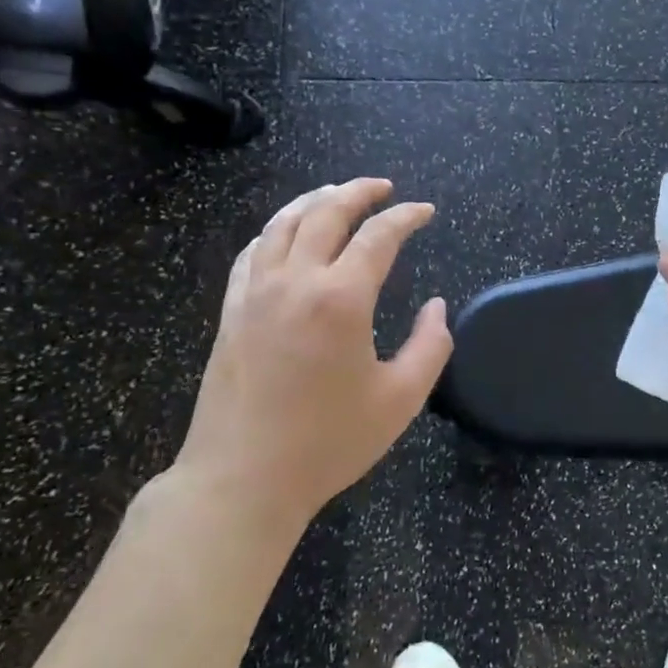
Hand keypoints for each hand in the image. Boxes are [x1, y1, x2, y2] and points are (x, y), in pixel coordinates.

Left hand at [167, 179, 452, 541]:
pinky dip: (275, 231)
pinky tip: (285, 235)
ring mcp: (255, 294)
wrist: (242, 479)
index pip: (379, 236)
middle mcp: (295, 282)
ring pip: (282, 224)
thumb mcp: (401, 399)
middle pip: (325, 213)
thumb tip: (437, 307)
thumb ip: (430, 346)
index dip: (406, 217)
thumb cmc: (329, 442)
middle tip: (383, 188)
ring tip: (335, 193)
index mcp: (341, 299)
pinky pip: (252, 252)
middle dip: (358, 192)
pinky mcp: (230, 312)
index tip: (426, 212)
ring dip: (313, 200)